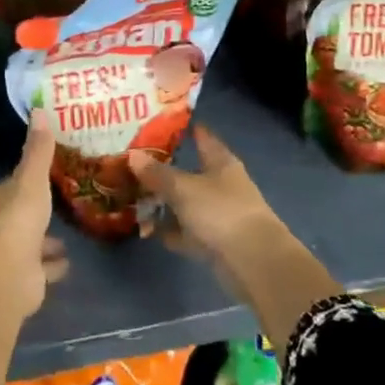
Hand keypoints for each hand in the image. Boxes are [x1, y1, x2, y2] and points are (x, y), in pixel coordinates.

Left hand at [0, 111, 69, 317]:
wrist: (6, 275)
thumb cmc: (17, 220)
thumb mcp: (32, 179)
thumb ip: (38, 150)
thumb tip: (38, 110)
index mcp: (1, 198)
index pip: (14, 183)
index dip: (28, 178)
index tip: (48, 172)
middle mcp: (3, 224)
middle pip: (22, 212)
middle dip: (38, 209)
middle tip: (63, 200)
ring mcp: (13, 253)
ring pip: (33, 242)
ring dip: (47, 239)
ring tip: (69, 233)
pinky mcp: (26, 278)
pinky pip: (44, 268)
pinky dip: (53, 265)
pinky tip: (68, 261)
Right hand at [130, 125, 280, 267]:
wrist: (253, 262)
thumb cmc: (220, 211)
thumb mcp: (183, 188)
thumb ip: (157, 173)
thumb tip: (133, 155)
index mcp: (220, 162)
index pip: (201, 136)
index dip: (182, 128)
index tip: (156, 122)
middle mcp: (220, 184)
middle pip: (188, 171)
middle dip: (162, 169)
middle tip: (131, 163)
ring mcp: (218, 214)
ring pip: (185, 202)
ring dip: (163, 203)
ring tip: (132, 198)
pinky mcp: (214, 241)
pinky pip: (185, 231)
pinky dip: (170, 231)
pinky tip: (148, 230)